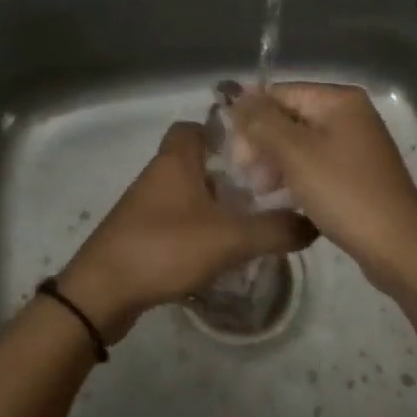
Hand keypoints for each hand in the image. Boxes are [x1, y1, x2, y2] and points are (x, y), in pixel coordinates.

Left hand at [56, 122, 315, 341]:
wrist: (103, 291)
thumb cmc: (165, 247)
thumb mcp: (230, 238)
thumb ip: (275, 229)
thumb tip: (313, 223)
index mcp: (175, 159)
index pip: (197, 125)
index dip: (225, 132)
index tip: (257, 151)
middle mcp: (159, 173)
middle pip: (197, 160)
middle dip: (229, 173)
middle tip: (263, 191)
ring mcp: (146, 204)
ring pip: (189, 190)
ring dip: (215, 202)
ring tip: (250, 221)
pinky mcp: (141, 231)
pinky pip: (177, 218)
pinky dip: (199, 226)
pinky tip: (221, 249)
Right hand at [231, 82, 416, 291]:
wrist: (397, 247)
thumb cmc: (343, 192)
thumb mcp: (295, 153)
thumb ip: (261, 120)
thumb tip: (236, 95)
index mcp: (339, 100)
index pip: (280, 94)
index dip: (251, 119)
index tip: (236, 155)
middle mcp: (349, 114)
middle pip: (289, 117)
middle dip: (263, 143)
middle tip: (249, 177)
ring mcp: (355, 144)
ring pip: (299, 143)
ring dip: (275, 162)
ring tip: (262, 191)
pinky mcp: (356, 172)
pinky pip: (315, 163)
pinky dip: (295, 175)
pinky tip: (282, 197)